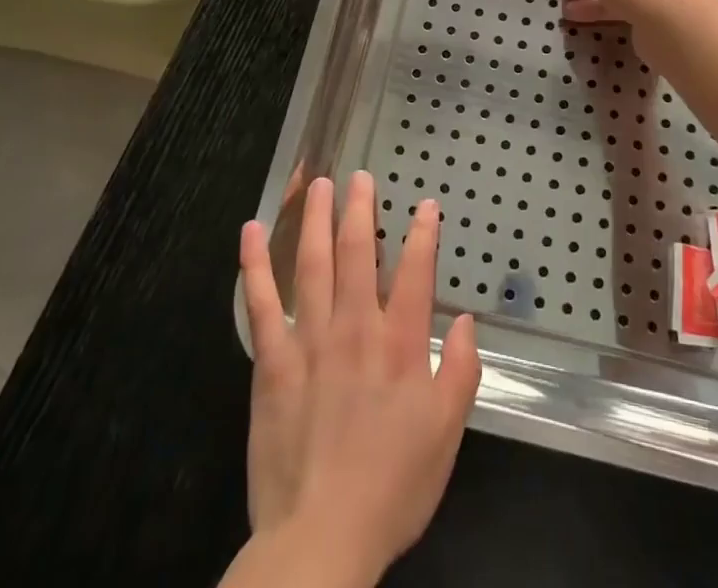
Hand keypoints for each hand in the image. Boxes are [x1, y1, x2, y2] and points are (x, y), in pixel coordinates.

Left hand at [237, 172, 480, 585]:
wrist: (320, 540)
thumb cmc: (392, 487)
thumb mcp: (446, 435)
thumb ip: (460, 372)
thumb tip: (464, 321)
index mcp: (399, 345)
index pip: (415, 272)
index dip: (423, 234)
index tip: (425, 205)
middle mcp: (355, 328)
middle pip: (357, 253)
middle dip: (360, 209)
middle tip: (359, 176)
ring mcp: (310, 340)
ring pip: (313, 263)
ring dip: (315, 219)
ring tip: (318, 184)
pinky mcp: (272, 362)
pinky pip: (263, 303)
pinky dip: (257, 264)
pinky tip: (252, 231)